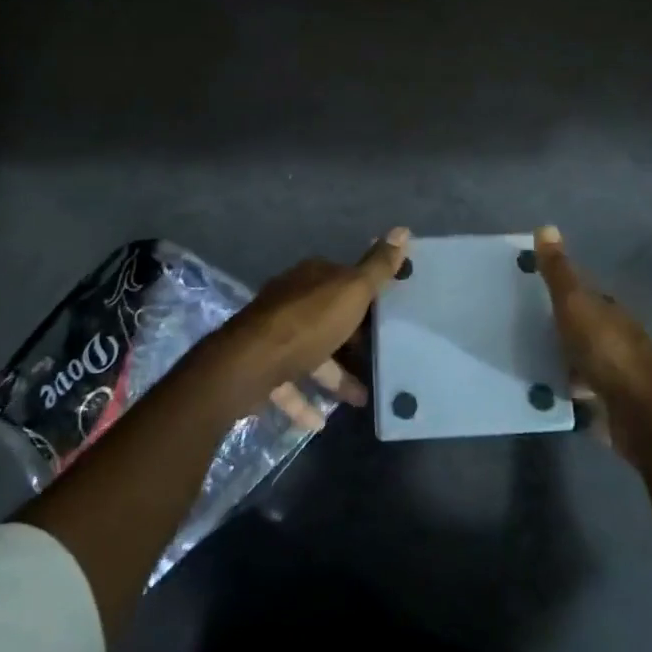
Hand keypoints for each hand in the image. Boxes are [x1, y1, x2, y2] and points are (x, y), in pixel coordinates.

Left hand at [205, 228, 408, 429]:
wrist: (248, 363)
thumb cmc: (307, 323)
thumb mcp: (352, 291)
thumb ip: (377, 267)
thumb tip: (402, 229)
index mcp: (311, 277)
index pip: (344, 281)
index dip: (367, 298)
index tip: (389, 318)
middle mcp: (290, 300)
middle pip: (328, 319)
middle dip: (352, 341)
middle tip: (380, 362)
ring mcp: (273, 335)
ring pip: (311, 354)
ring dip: (334, 376)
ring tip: (361, 399)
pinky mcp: (261, 367)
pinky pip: (288, 384)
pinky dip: (304, 401)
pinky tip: (320, 422)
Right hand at [532, 225, 651, 461]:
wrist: (643, 414)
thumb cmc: (608, 351)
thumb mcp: (576, 304)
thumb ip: (559, 272)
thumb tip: (546, 226)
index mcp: (609, 311)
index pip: (584, 294)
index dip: (560, 291)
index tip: (528, 292)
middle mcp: (615, 339)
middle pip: (581, 329)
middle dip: (556, 329)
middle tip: (515, 329)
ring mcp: (614, 376)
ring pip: (579, 363)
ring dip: (558, 363)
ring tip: (519, 362)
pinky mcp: (609, 408)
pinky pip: (578, 397)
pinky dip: (562, 394)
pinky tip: (538, 395)